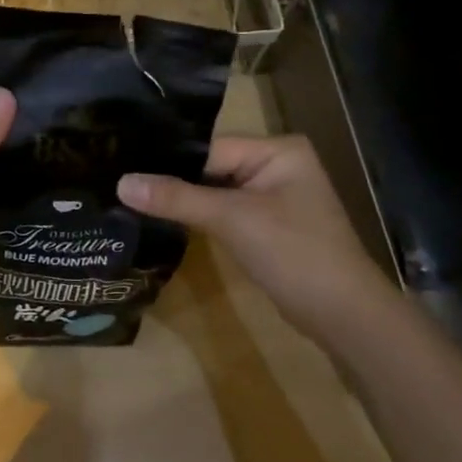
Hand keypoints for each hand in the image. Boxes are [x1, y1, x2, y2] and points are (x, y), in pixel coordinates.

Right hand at [118, 134, 399, 342]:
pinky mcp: (267, 225)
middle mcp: (277, 164)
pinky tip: (164, 220)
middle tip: (120, 184)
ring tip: (132, 200)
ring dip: (184, 200)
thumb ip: (176, 198)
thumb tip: (121, 182)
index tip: (123, 165)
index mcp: (278, 149)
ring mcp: (273, 196)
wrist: (342, 313)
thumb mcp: (232, 219)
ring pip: (215, 191)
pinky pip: (226, 212)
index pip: (210, 147)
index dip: (168, 160)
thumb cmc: (293, 252)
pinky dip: (200, 217)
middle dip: (173, 180)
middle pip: (211, 167)